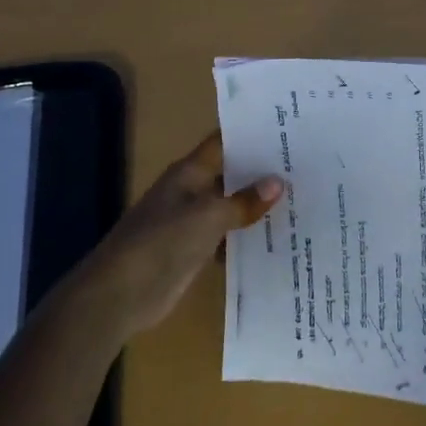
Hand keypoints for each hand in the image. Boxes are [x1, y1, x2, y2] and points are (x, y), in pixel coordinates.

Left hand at [74, 132, 283, 339]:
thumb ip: (243, 201)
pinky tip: (278, 237)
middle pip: (231, 174)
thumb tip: (278, 182)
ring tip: (302, 199)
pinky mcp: (194, 250)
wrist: (120, 294)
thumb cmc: (162, 242)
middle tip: (306, 166)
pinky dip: (247, 237)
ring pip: (232, 206)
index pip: (224, 143)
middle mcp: (192, 191)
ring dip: (258, 206)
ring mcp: (192, 222)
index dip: (252, 135)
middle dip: (263, 172)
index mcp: (190, 172)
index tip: (288, 130)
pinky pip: (227, 236)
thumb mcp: (208, 217)